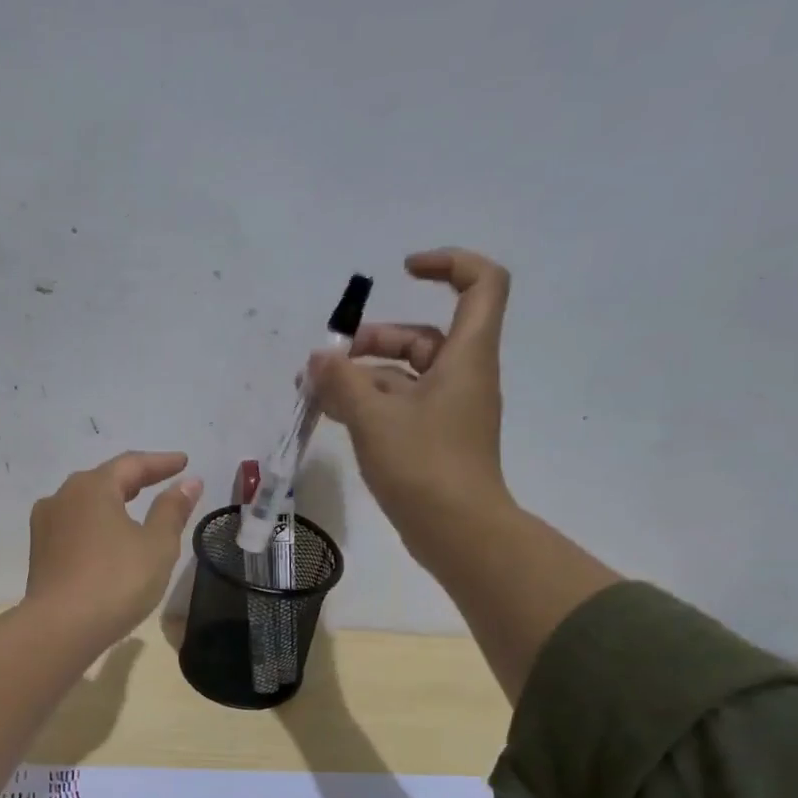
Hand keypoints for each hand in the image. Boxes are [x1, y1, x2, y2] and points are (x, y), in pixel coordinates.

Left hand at [24, 451, 203, 643]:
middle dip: (134, 479)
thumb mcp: (157, 545)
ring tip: (133, 507)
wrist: (60, 628)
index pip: (132, 464)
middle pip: (104, 479)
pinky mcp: (39, 552)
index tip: (184, 462)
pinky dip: (95, 523)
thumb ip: (172, 510)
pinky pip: (74, 525)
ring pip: (85, 502)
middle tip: (160, 480)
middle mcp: (63, 496)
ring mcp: (45, 524)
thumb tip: (188, 483)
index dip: (161, 463)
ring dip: (112, 501)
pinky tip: (106, 536)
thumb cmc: (116, 581)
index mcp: (92, 487)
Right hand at [306, 248, 513, 547]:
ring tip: (317, 392)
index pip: (480, 284)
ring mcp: (450, 411)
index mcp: (466, 357)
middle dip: (374, 340)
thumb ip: (342, 382)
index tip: (404, 270)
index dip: (448, 264)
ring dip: (363, 377)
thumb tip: (318, 359)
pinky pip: (402, 407)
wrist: (458, 533)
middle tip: (328, 362)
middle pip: (424, 336)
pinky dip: (370, 404)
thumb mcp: (374, 418)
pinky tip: (334, 415)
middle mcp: (463, 377)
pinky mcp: (435, 440)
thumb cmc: (424, 466)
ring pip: (406, 376)